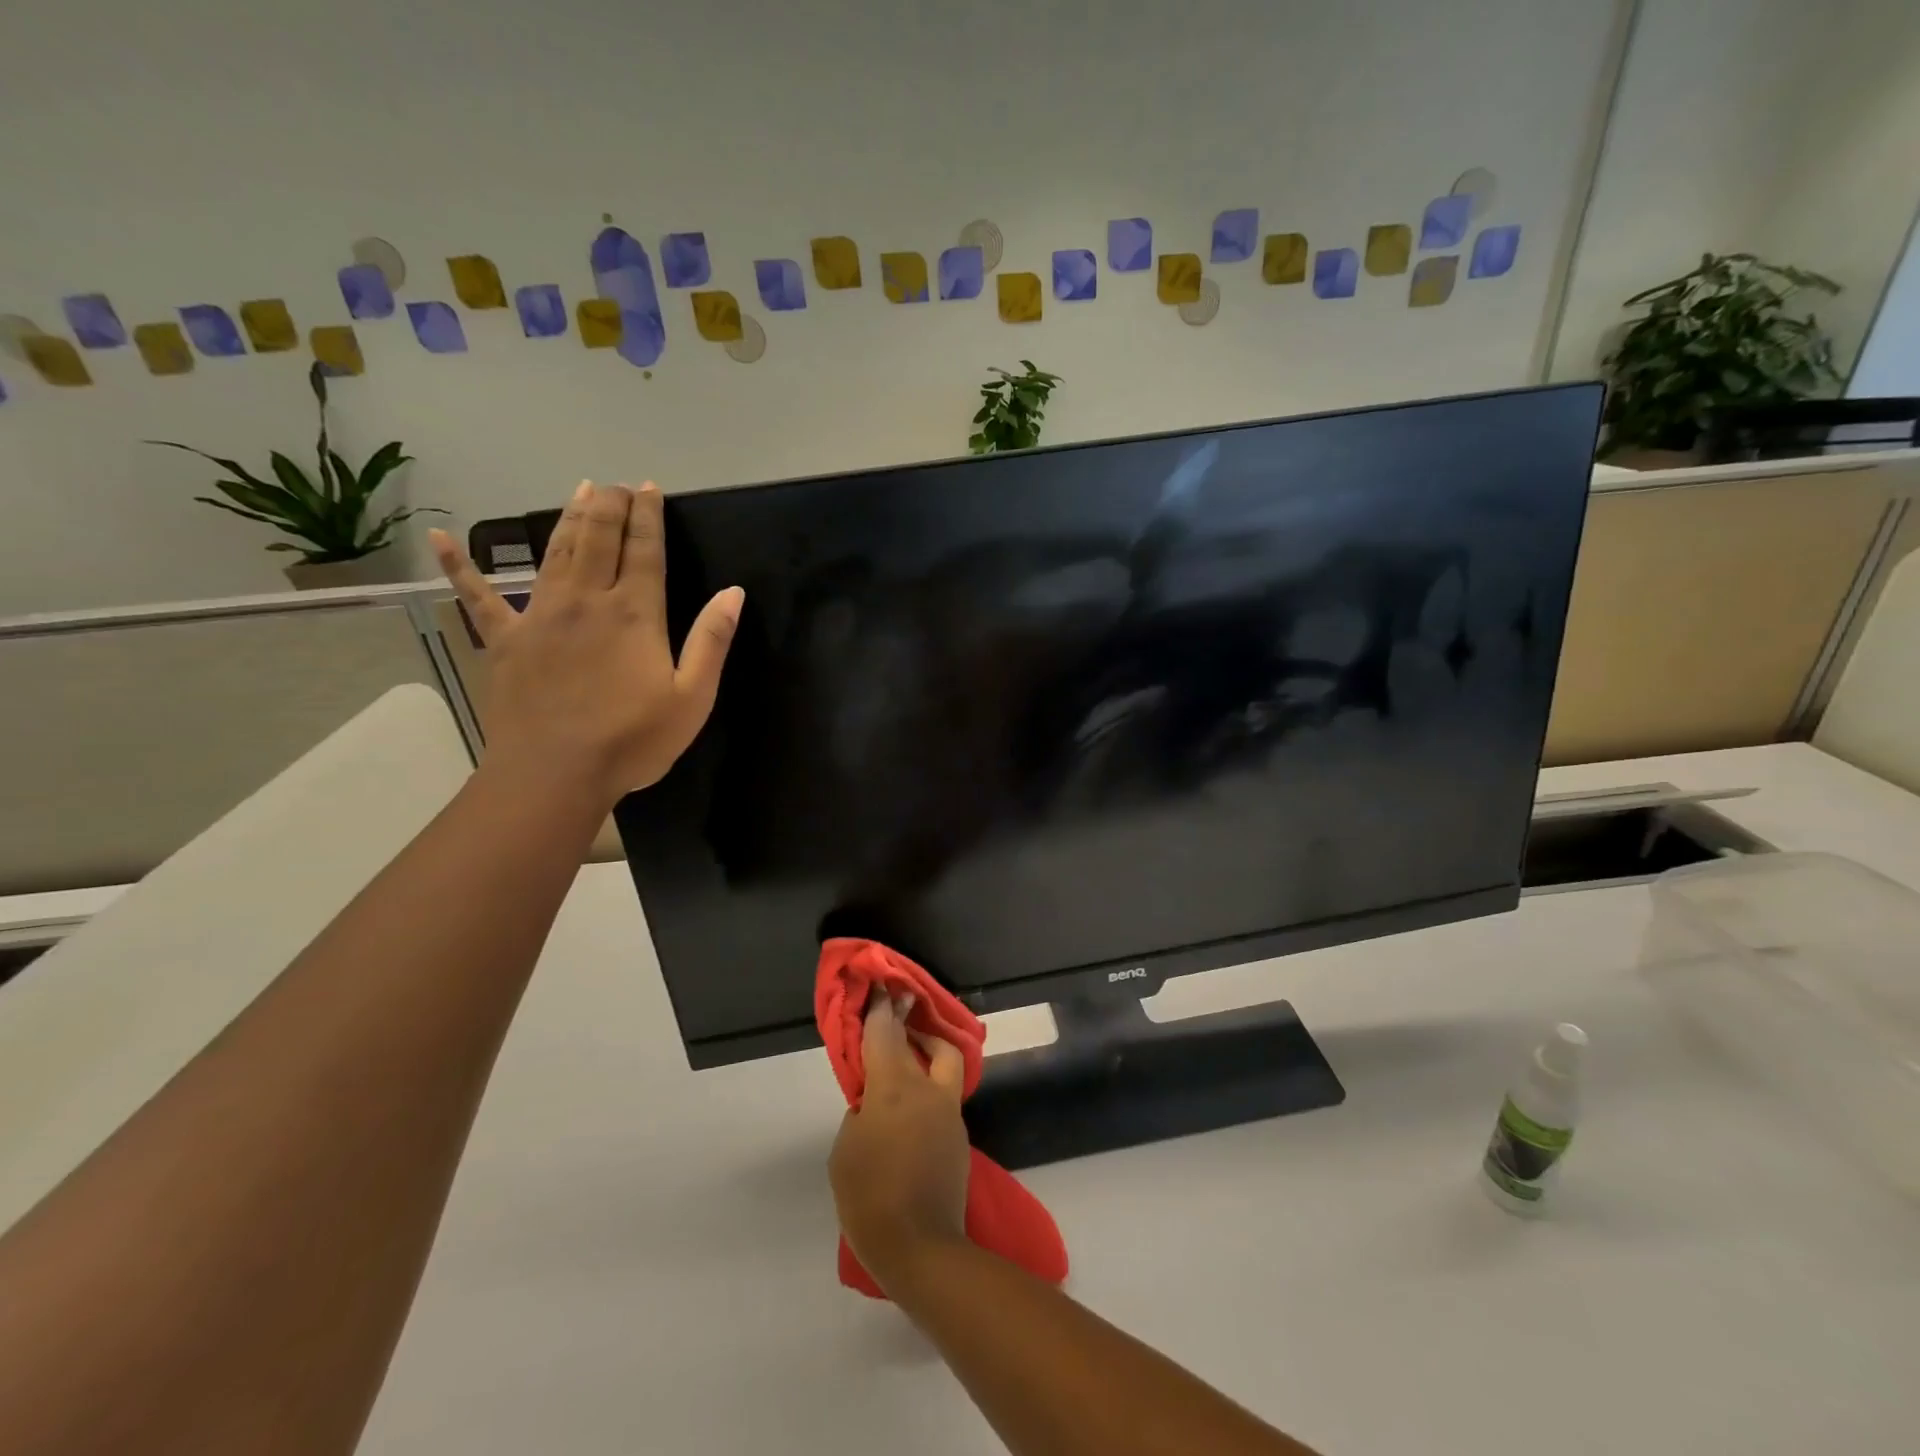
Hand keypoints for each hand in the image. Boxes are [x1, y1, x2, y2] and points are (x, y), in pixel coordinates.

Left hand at [430, 481, 743, 811]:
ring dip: (569, 519)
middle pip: (598, 540)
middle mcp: (587, 601)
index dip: (648, 516)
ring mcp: (540, 616)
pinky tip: (441, 539)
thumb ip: (712, 641)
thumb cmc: (634, 740)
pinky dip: (460, 567)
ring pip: (555, 553)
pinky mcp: (505, 640)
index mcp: (635, 614)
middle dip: (610, 506)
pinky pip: (478, 597)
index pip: (644, 550)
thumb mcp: (693, 697)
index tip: (648, 488)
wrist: (556, 774)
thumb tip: (733, 593)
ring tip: (579, 490)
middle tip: (616, 485)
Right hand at [829, 992, 970, 1291]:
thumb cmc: (870, 1197)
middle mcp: (928, 1090)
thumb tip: (874, 1105)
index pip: (886, 1033)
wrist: (922, 1248)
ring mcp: (949, 1113)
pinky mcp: (959, 1137)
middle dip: (915, 1025)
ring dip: (928, 1056)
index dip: (881, 1008)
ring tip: (905, 1064)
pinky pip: (944, 1098)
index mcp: (895, 1087)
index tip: (883, 987)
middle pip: (931, 1041)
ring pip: (945, 1066)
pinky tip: (911, 1111)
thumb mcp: (845, 1151)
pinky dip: (929, 1090)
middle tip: (900, 1020)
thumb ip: (860, 1115)